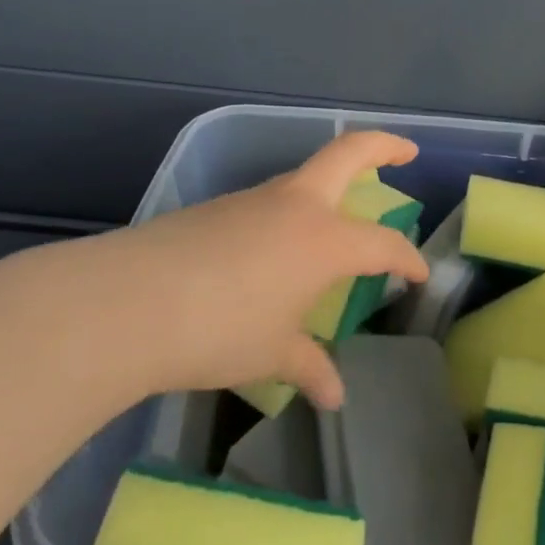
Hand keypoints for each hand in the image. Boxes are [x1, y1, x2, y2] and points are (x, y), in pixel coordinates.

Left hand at [0, 131, 428, 411]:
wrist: (126, 303)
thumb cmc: (218, 331)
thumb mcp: (272, 354)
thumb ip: (309, 367)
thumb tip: (334, 396)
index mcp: (323, 239)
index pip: (382, 243)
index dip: (407, 259)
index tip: (419, 274)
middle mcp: (293, 206)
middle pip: (347, 154)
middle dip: (383, 147)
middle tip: (407, 153)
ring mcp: (251, 201)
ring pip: (302, 180)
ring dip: (328, 190)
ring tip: (333, 229)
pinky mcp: (214, 208)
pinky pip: (266, 205)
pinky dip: (286, 218)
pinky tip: (271, 256)